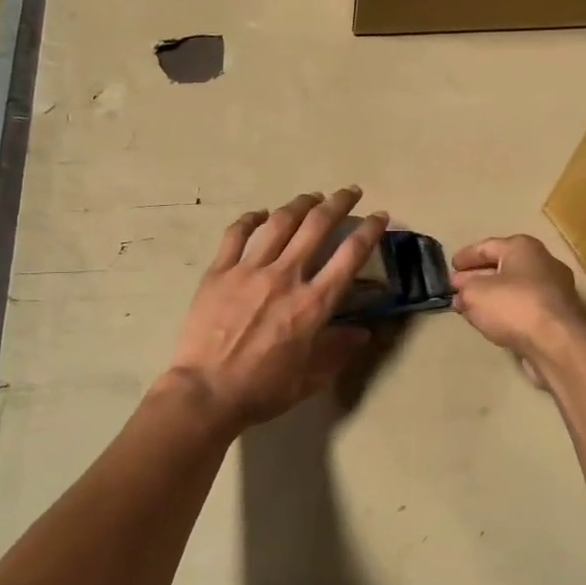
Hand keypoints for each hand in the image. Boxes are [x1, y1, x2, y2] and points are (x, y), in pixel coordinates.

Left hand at [165, 189, 389, 434]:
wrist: (206, 392)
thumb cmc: (263, 389)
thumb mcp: (311, 377)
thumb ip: (338, 349)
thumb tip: (363, 331)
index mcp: (313, 303)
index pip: (350, 255)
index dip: (370, 230)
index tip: (379, 215)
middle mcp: (286, 276)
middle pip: (317, 226)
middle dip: (339, 203)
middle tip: (349, 192)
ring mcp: (249, 270)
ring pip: (279, 223)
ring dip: (300, 204)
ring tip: (312, 196)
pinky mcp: (219, 271)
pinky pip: (236, 234)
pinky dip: (251, 219)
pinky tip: (260, 214)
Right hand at [450, 235, 585, 366]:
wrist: (558, 343)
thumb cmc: (514, 306)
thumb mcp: (475, 294)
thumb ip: (464, 290)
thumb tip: (462, 293)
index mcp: (522, 247)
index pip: (486, 246)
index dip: (465, 256)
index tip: (450, 266)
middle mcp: (543, 262)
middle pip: (502, 266)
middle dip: (477, 277)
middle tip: (457, 287)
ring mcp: (555, 289)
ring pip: (514, 287)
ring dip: (491, 296)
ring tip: (470, 307)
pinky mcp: (559, 315)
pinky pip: (525, 306)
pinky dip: (507, 310)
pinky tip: (493, 321)